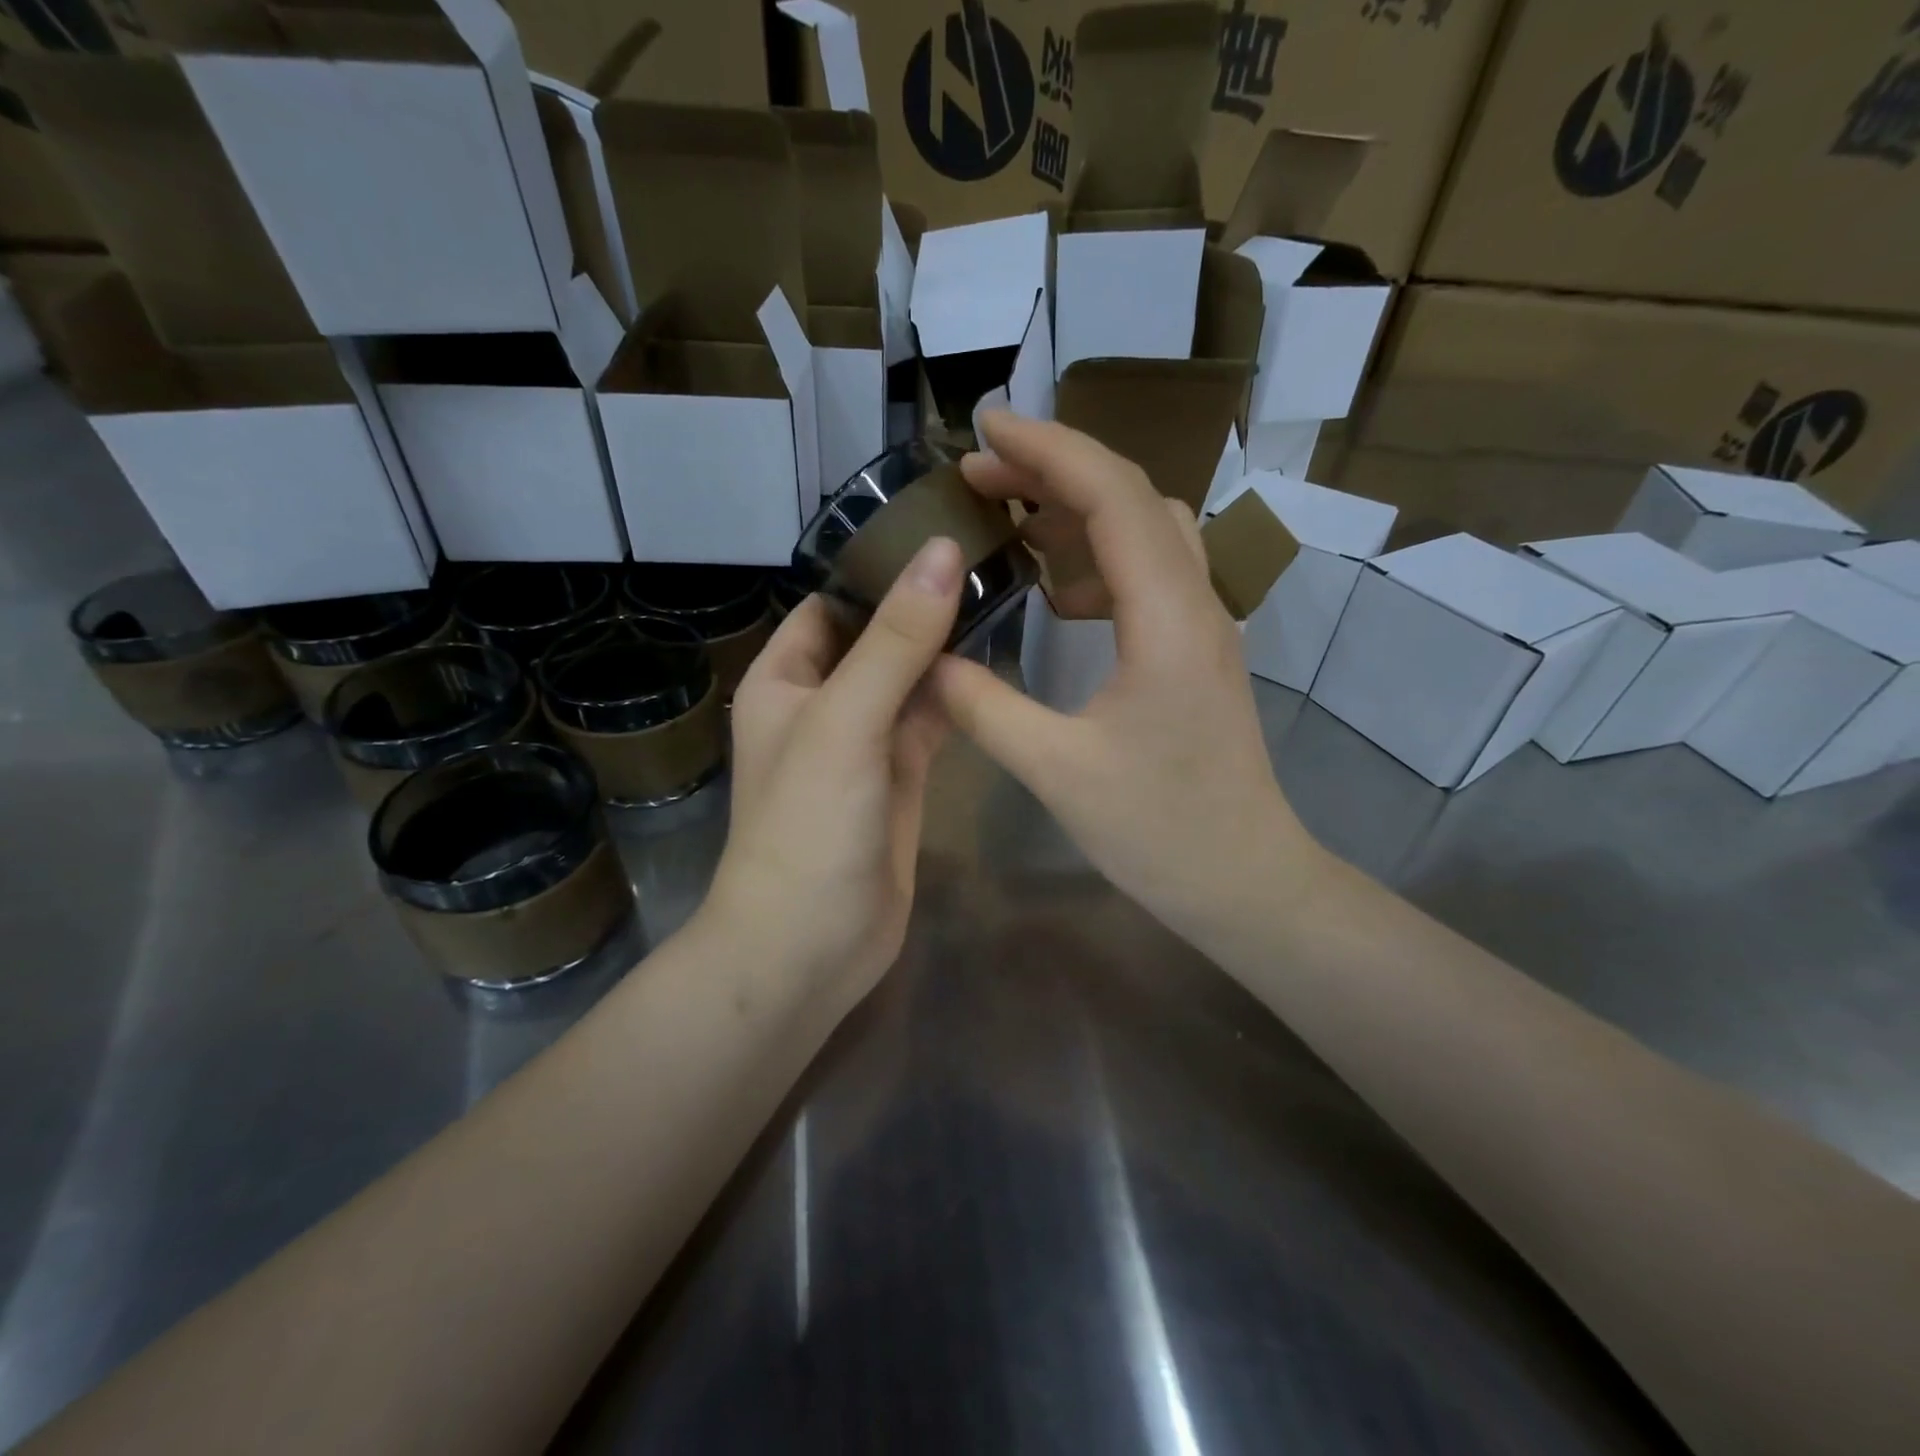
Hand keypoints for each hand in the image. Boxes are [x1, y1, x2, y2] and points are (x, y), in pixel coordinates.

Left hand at [699, 539, 962, 1016]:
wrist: (811, 945)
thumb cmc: (808, 825)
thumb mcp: (845, 720)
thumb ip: (895, 640)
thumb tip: (939, 551)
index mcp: (785, 678)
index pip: (831, 602)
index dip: (877, 568)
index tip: (943, 530)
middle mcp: (822, 702)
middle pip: (876, 637)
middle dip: (922, 605)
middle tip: (991, 556)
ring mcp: (865, 742)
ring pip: (909, 679)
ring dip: (945, 648)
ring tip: (1004, 594)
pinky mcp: (901, 777)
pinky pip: (930, 721)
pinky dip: (956, 696)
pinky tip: (995, 664)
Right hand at [933, 412, 1324, 940]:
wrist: (1245, 880)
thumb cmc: (1161, 831)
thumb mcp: (1057, 772)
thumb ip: (984, 707)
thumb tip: (927, 660)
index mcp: (1167, 620)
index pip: (1112, 497)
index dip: (1049, 449)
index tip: (985, 427)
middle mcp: (1195, 604)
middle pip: (1131, 498)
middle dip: (1053, 471)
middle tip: (978, 476)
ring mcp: (1201, 625)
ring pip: (1144, 531)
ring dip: (1076, 513)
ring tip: (1008, 524)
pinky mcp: (1195, 651)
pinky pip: (1147, 575)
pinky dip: (1096, 561)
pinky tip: (1055, 594)